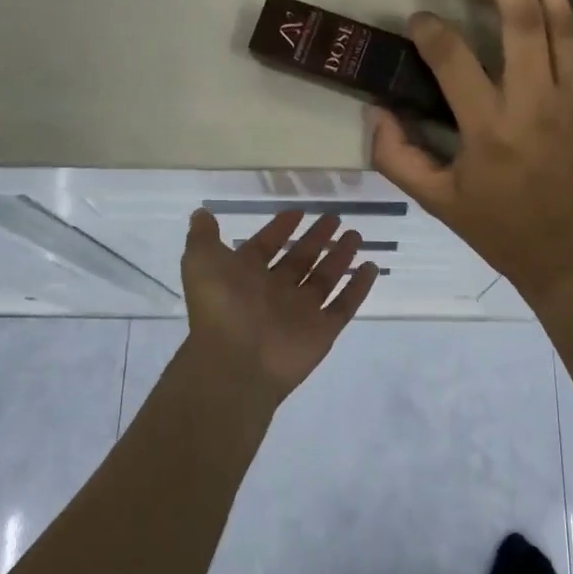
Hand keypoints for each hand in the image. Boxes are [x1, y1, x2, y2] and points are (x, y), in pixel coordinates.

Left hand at [180, 209, 379, 400]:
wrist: (236, 361)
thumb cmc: (220, 306)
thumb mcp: (201, 261)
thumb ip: (203, 236)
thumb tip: (202, 213)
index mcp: (246, 276)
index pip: (266, 246)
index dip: (280, 228)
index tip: (298, 212)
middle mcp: (274, 291)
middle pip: (300, 259)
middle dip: (316, 238)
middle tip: (335, 218)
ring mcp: (300, 312)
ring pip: (325, 278)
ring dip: (340, 256)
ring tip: (356, 235)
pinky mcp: (322, 330)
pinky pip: (344, 305)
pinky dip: (358, 287)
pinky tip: (371, 267)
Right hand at [370, 0, 572, 305]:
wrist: (571, 257)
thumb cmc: (500, 230)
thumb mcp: (437, 203)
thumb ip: (398, 157)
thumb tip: (378, 110)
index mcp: (488, 128)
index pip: (453, 60)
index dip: (429, 32)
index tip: (417, 21)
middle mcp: (531, 102)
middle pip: (520, 19)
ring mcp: (569, 99)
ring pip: (560, 23)